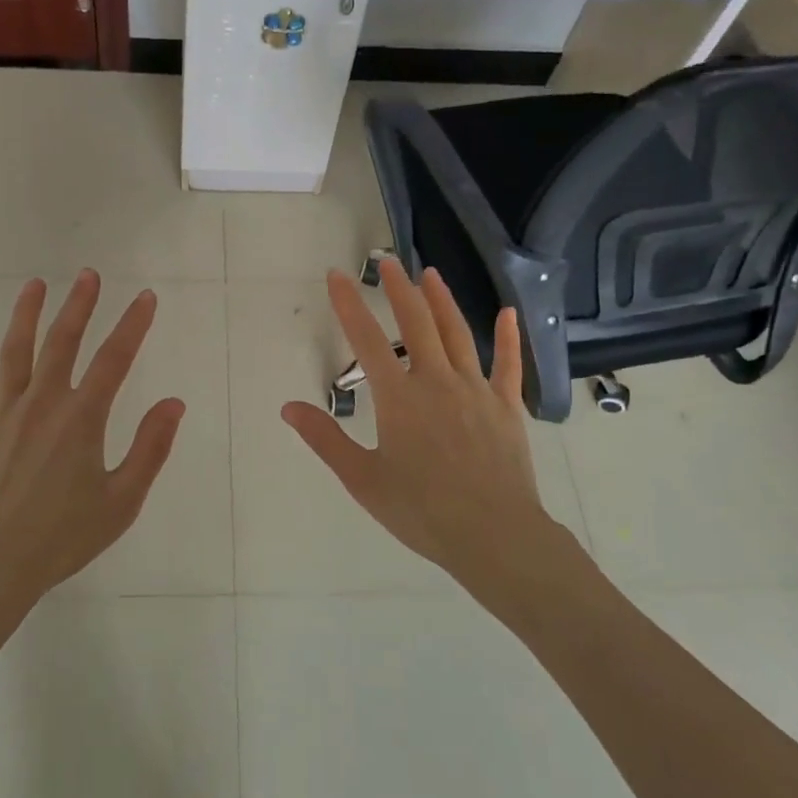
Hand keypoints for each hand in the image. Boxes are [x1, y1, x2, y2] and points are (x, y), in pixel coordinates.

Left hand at [0, 271, 185, 614]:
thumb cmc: (62, 539)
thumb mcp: (121, 501)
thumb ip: (150, 448)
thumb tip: (174, 402)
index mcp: (81, 419)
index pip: (115, 360)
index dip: (133, 325)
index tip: (146, 297)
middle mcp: (42, 404)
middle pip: (63, 342)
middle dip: (79, 305)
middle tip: (89, 275)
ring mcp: (2, 415)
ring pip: (15, 352)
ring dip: (26, 314)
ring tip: (36, 284)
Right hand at [281, 261, 577, 599]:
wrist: (494, 535)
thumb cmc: (422, 511)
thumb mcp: (362, 479)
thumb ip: (325, 439)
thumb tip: (288, 406)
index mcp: (399, 398)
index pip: (366, 339)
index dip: (348, 304)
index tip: (336, 275)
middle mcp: (436, 381)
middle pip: (415, 323)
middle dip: (398, 289)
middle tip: (387, 262)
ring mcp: (476, 390)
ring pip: (457, 334)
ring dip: (441, 301)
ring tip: (430, 274)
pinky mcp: (506, 406)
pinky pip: (508, 364)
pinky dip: (509, 337)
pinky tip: (509, 313)